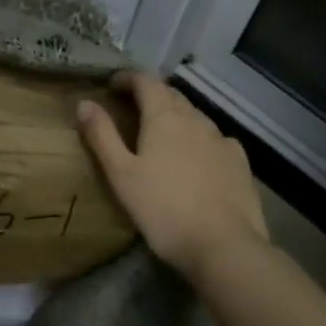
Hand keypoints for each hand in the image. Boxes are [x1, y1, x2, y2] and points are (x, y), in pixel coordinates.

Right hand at [78, 72, 265, 280]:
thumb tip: (84, 103)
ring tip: (162, 133)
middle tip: (132, 108)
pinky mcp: (240, 162)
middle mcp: (195, 119)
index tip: (112, 85)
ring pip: (194, 115)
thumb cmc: (164, 209)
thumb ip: (102, 136)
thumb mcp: (122, 174)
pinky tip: (199, 156)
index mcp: (164, 117)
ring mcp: (221, 140)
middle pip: (171, 94)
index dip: (128, 78)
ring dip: (176, 115)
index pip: (146, 81)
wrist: (225, 247)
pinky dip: (200, 138)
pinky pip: (216, 138)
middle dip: (150, 94)